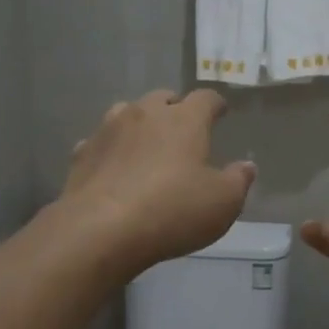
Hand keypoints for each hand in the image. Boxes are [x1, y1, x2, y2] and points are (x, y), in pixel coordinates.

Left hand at [59, 89, 255, 278]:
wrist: (100, 230)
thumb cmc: (172, 211)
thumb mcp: (222, 203)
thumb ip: (238, 180)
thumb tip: (246, 166)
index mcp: (184, 120)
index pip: (205, 98)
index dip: (215, 104)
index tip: (221, 111)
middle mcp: (145, 114)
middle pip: (163, 97)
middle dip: (175, 108)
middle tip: (183, 128)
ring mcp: (108, 130)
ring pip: (127, 112)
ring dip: (140, 122)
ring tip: (146, 142)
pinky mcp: (82, 153)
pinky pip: (101, 142)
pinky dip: (111, 149)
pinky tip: (113, 167)